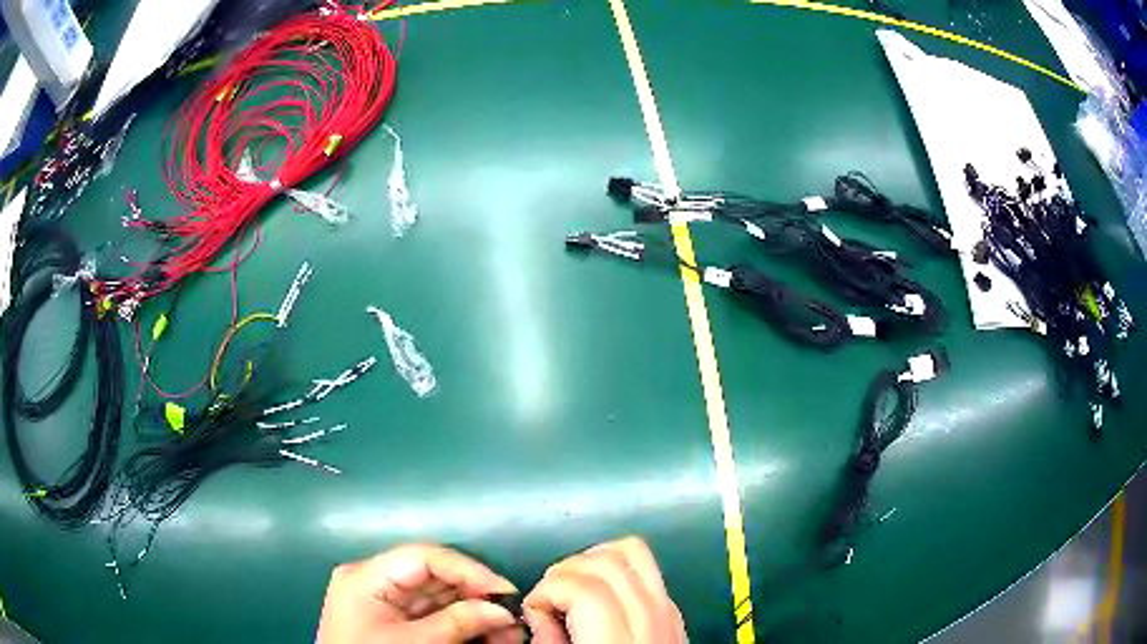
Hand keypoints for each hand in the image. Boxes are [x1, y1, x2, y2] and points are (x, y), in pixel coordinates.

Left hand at [317, 543, 522, 643]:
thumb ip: (456, 623)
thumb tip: (501, 610)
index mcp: (367, 576)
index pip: (424, 557)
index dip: (468, 569)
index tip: (504, 591)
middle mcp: (375, 581)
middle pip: (435, 577)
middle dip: (477, 597)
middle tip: (512, 619)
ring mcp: (386, 603)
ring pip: (440, 598)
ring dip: (475, 613)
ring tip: (507, 634)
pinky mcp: (396, 621)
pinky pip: (435, 616)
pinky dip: (462, 626)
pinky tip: (488, 637)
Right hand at [523, 537, 685, 643]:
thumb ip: (548, 641)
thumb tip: (538, 613)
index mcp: (619, 640)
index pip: (585, 589)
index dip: (547, 589)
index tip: (533, 608)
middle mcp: (652, 619)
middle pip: (611, 561)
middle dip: (567, 569)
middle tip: (549, 596)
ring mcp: (671, 611)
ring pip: (636, 552)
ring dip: (594, 558)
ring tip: (572, 585)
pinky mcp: (677, 612)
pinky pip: (649, 570)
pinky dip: (618, 568)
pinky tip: (599, 593)